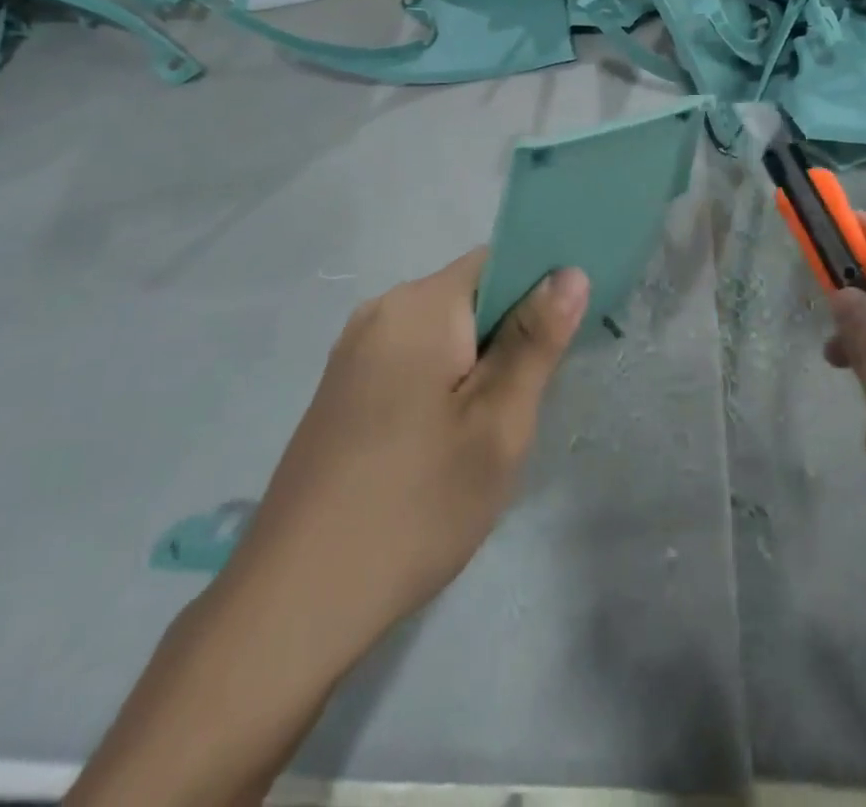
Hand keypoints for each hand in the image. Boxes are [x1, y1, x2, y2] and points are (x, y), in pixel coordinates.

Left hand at [227, 252, 590, 672]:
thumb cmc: (416, 505)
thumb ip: (535, 340)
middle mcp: (381, 312)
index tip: (565, 339)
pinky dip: (443, 383)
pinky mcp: (342, 389)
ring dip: (478, 364)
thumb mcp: (497, 424)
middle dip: (509, 335)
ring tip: (490, 430)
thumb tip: (570, 272)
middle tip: (529, 402)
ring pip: (443, 333)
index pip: (497, 261)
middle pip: (469, 296)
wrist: (294, 604)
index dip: (540, 287)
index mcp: (419, 306)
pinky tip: (444, 444)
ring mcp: (354, 352)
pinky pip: (412, 360)